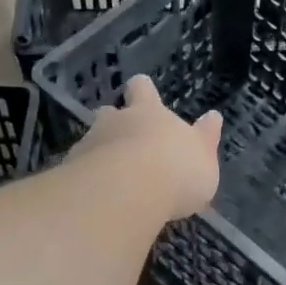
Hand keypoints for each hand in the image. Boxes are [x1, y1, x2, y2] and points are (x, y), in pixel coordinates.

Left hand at [70, 76, 222, 219]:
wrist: (128, 191)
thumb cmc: (177, 171)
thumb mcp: (204, 160)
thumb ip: (206, 140)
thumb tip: (213, 117)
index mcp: (150, 113)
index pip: (143, 89)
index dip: (142, 89)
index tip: (140, 88)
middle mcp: (117, 122)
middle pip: (109, 112)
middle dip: (112, 120)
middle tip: (120, 135)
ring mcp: (91, 144)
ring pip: (91, 140)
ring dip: (98, 151)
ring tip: (107, 173)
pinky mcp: (72, 171)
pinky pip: (79, 170)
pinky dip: (86, 180)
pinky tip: (95, 196)